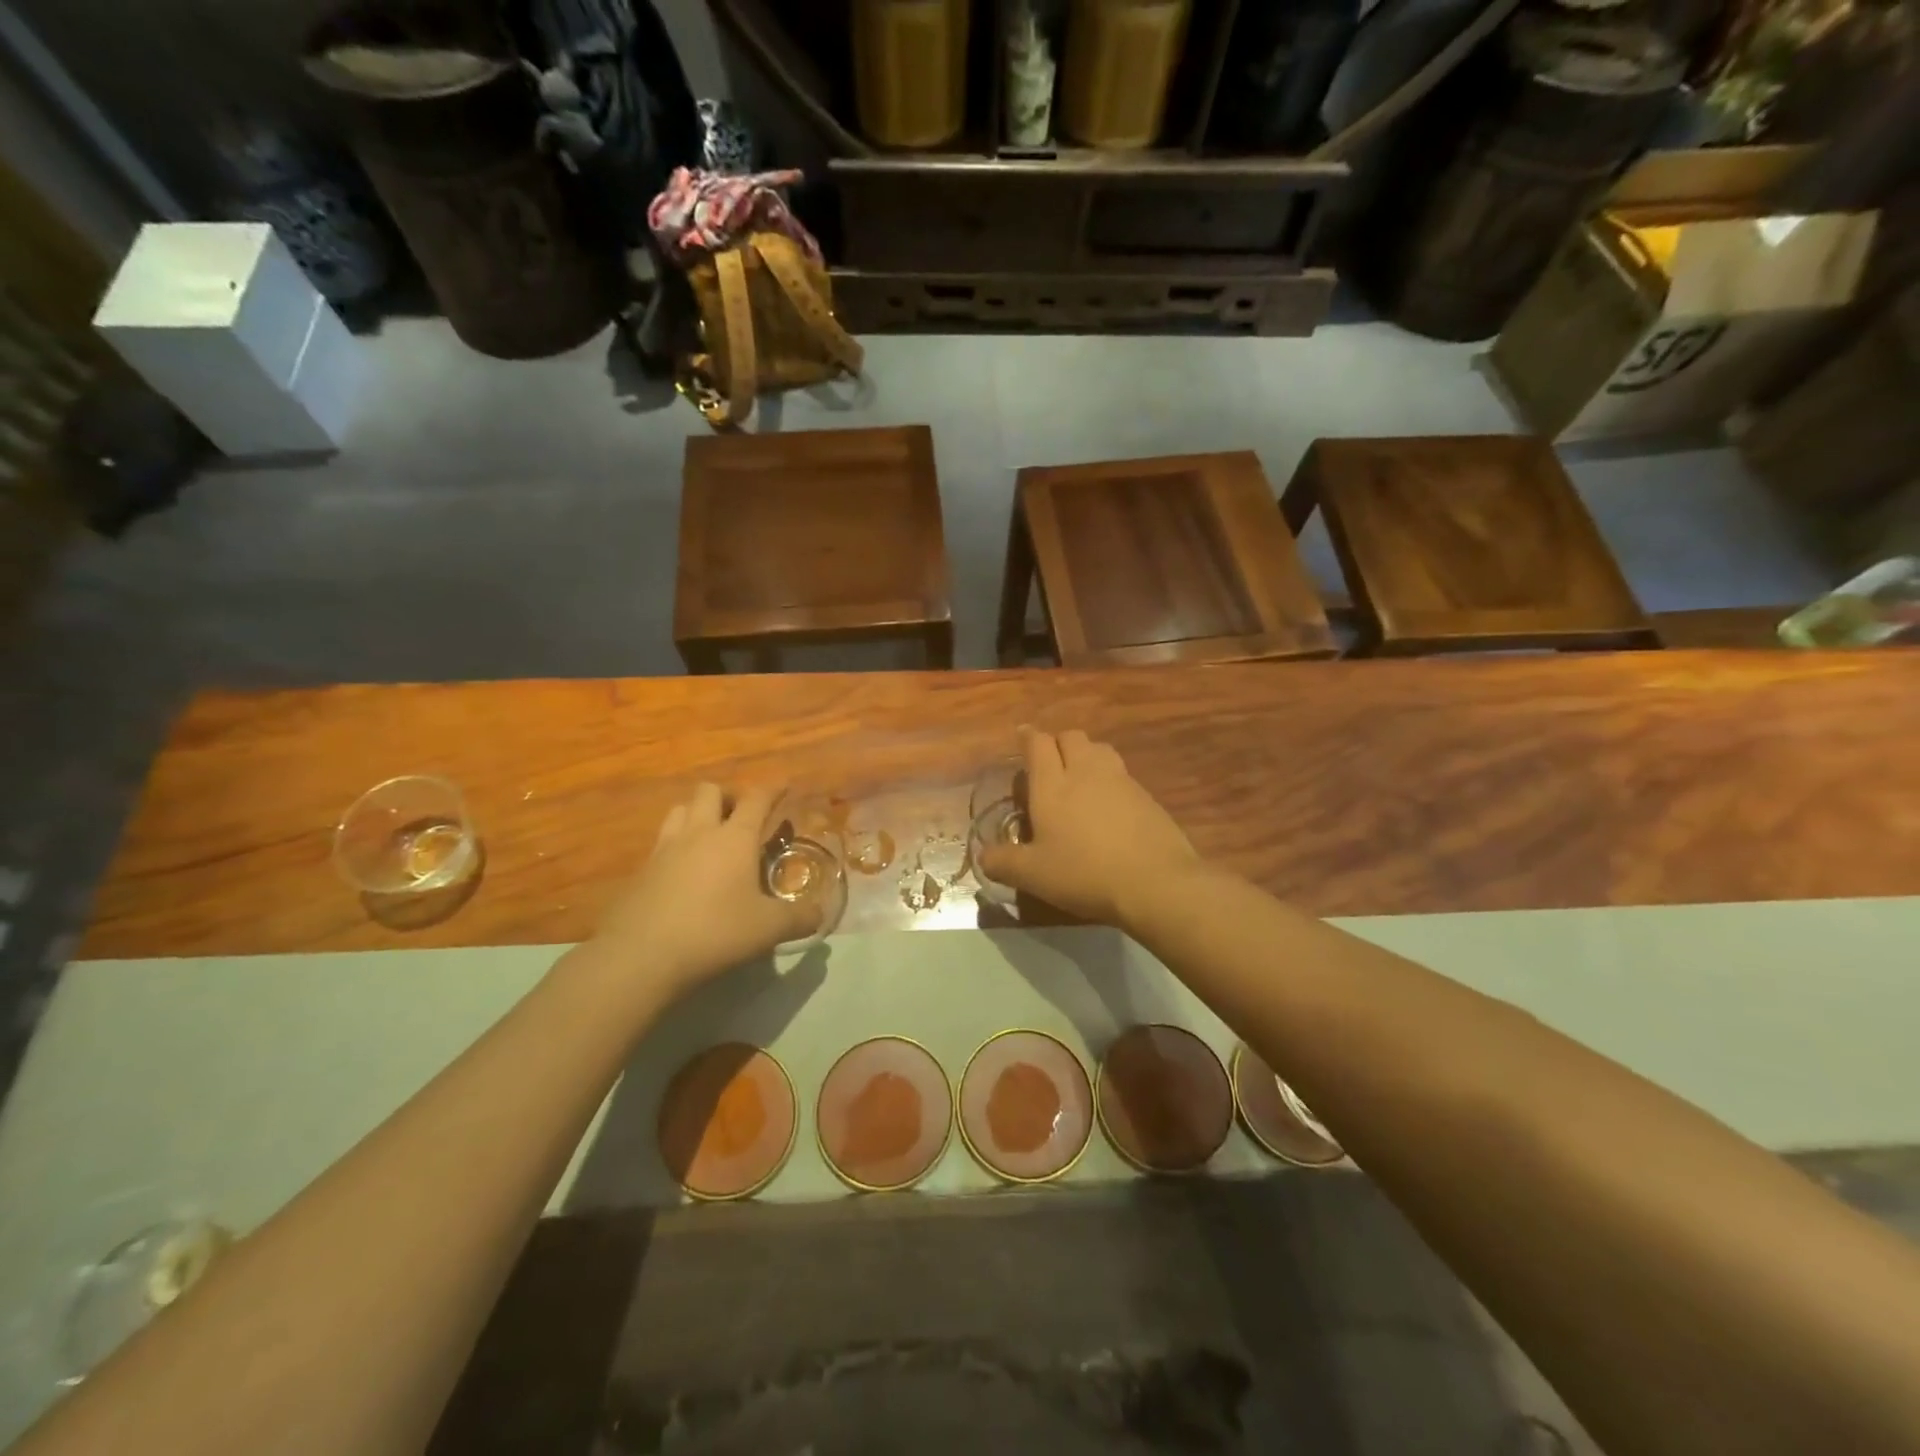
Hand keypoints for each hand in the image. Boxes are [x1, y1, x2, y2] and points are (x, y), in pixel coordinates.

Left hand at [584, 783, 818, 1001]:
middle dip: (727, 796)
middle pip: (709, 791)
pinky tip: (682, 871)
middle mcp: (699, 833)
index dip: (772, 789)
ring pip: (679, 810)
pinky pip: (660, 842)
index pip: (756, 799)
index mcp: (735, 838)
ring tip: (709, 835)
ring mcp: (665, 849)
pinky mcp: (641, 871)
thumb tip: (820, 915)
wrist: (641, 956)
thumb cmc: (715, 932)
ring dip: (696, 813)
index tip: (783, 786)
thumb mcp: (768, 929)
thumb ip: (799, 918)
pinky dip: (675, 845)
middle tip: (740, 816)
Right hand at [977, 728, 1197, 925]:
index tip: (1023, 738)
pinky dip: (1110, 779)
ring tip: (1079, 778)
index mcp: (1052, 784)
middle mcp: (1085, 771)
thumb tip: (983, 856)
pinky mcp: (1146, 796)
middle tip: (1049, 764)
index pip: (1038, 744)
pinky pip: (1121, 774)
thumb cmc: (1084, 873)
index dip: (1028, 738)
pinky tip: (1108, 805)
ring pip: (1100, 749)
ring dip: (1086, 754)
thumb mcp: (1033, 875)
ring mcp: (1120, 780)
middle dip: (1057, 743)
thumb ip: (1003, 862)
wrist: (1155, 882)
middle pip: (1071, 737)